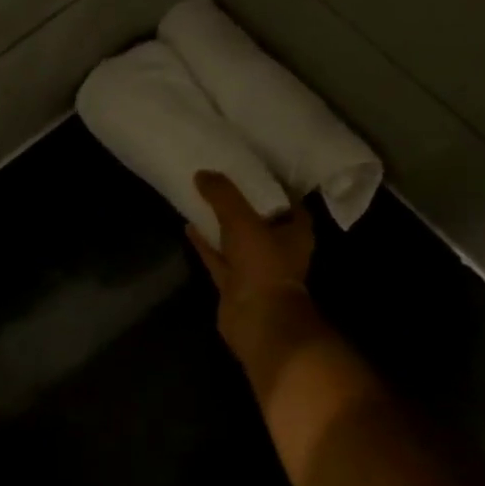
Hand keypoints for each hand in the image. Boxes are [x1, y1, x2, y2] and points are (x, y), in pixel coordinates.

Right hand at [188, 171, 329, 389]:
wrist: (257, 320)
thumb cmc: (263, 265)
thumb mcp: (243, 220)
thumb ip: (223, 195)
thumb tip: (202, 173)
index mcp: (295, 231)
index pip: (287, 199)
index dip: (271, 182)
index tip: (251, 165)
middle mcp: (278, 248)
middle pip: (260, 217)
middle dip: (242, 200)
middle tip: (221, 176)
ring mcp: (255, 267)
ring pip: (236, 237)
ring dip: (221, 221)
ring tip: (201, 196)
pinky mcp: (234, 283)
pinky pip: (217, 257)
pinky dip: (205, 243)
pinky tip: (188, 225)